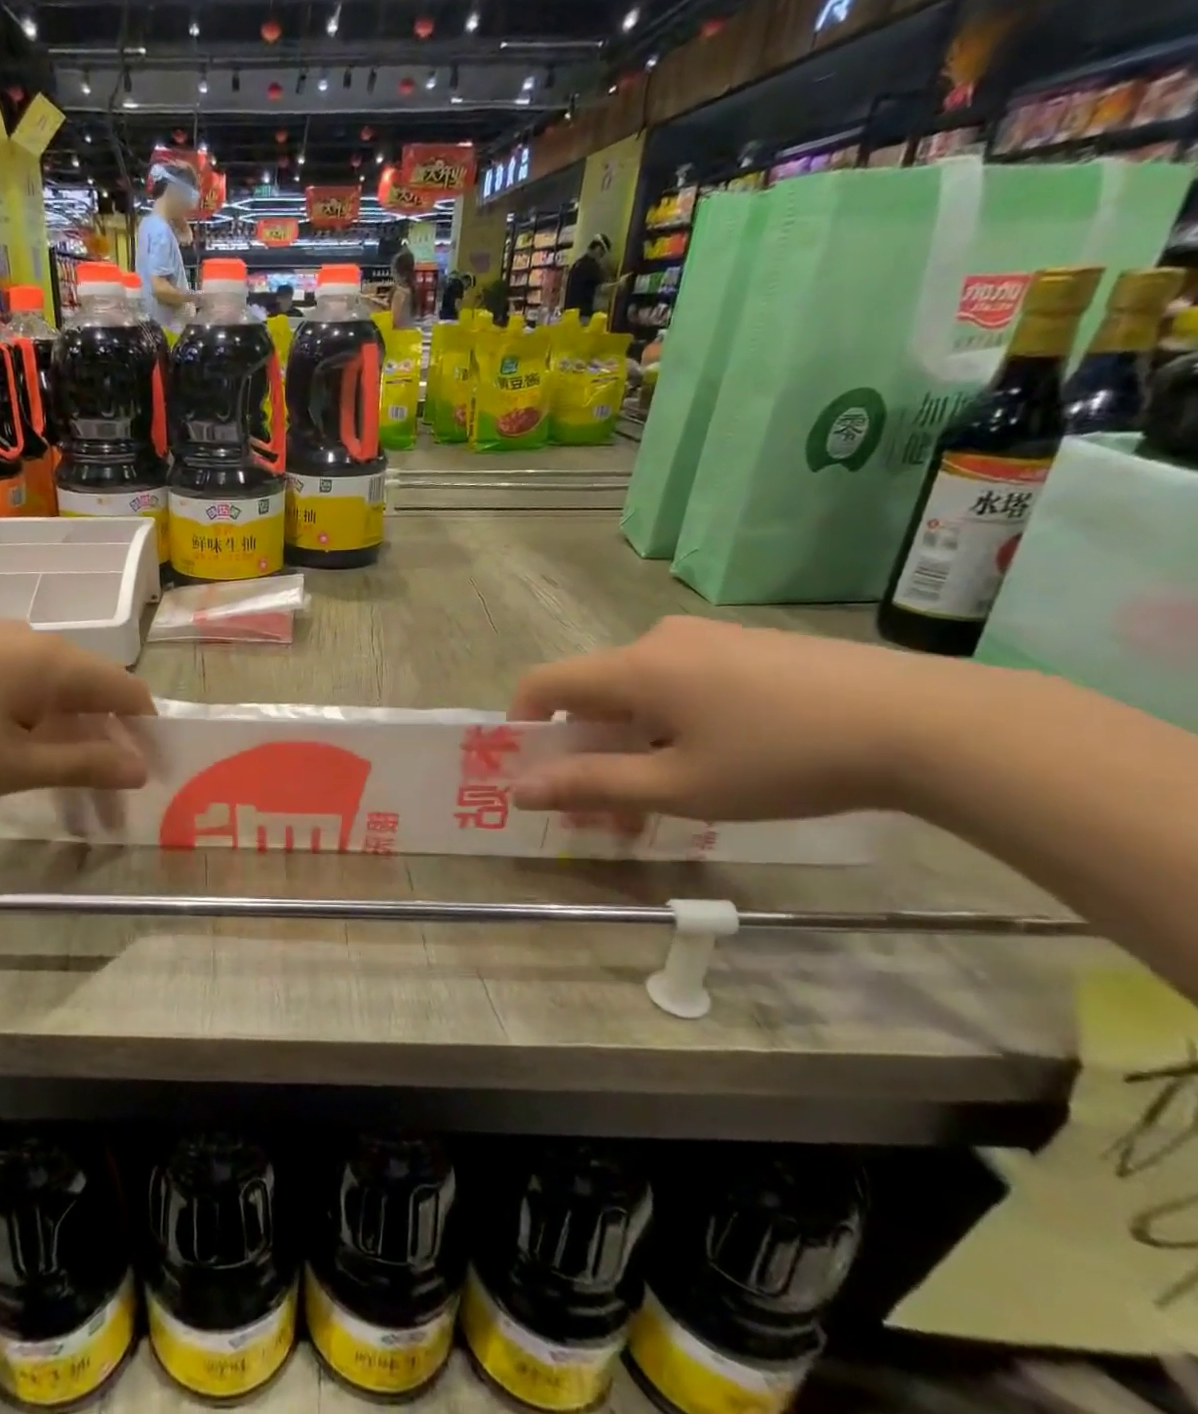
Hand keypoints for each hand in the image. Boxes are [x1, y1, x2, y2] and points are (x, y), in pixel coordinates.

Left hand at [0, 623, 155, 799]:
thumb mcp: (12, 765)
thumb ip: (82, 765)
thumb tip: (139, 768)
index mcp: (53, 662)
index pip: (126, 689)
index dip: (145, 731)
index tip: (149, 773)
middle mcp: (30, 640)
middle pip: (89, 690)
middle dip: (105, 742)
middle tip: (105, 796)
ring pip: (50, 690)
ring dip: (67, 735)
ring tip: (61, 784)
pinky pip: (15, 685)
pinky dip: (31, 721)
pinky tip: (13, 752)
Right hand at [507, 617, 987, 821]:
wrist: (925, 723)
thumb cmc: (782, 759)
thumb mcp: (678, 787)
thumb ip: (591, 786)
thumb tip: (520, 790)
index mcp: (634, 668)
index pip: (544, 682)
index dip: (522, 724)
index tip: (535, 771)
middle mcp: (659, 640)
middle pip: (593, 692)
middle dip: (586, 748)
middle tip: (609, 807)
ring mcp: (708, 637)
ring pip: (639, 690)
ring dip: (631, 740)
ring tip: (669, 793)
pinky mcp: (747, 646)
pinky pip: (681, 681)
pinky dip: (671, 722)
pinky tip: (717, 759)